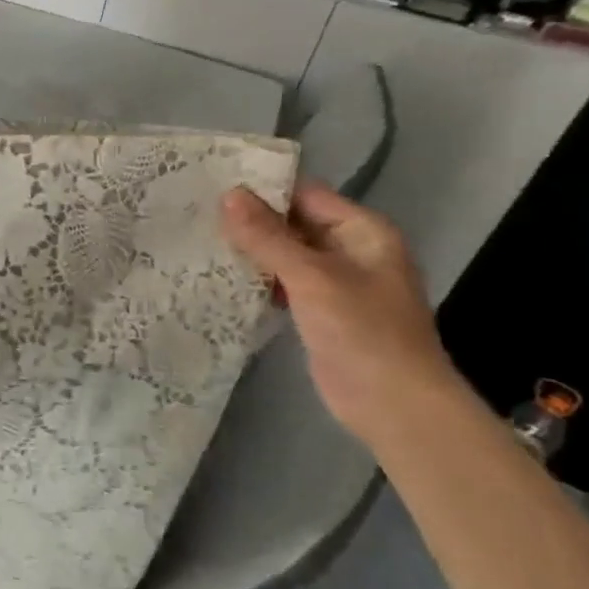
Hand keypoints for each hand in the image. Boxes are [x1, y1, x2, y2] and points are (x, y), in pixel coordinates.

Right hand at [221, 179, 470, 447]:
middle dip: (249, 219)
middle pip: (292, 222)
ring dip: (249, 249)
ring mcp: (335, 282)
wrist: (394, 405)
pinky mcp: (319, 310)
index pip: (305, 194)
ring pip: (284, 253)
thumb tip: (229, 195)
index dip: (262, 187)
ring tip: (197, 238)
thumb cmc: (362, 332)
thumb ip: (268, 237)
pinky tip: (219, 276)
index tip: (212, 183)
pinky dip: (256, 278)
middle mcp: (350, 250)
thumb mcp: (311, 277)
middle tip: (194, 211)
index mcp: (362, 231)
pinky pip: (282, 282)